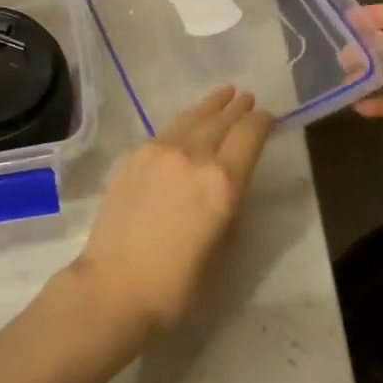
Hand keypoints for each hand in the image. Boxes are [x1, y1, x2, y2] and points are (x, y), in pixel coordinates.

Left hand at [66, 87, 275, 336]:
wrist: (113, 287)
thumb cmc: (176, 286)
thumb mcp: (223, 252)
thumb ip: (230, 210)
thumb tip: (229, 188)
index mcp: (223, 183)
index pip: (249, 136)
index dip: (263, 122)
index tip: (269, 117)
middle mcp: (193, 157)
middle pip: (221, 121)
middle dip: (238, 108)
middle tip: (247, 97)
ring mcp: (159, 153)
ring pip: (191, 119)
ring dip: (211, 107)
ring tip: (224, 94)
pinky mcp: (134, 158)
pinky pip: (166, 131)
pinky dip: (184, 122)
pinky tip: (186, 124)